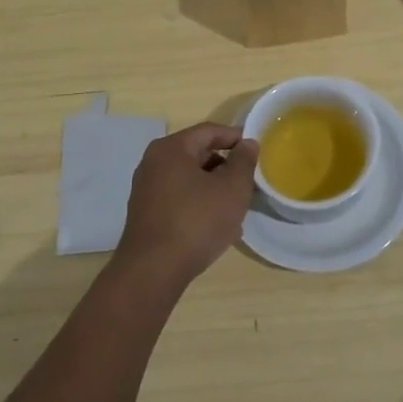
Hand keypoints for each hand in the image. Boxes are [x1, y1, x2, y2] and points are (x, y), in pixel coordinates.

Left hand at [114, 123, 259, 289]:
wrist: (153, 271)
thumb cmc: (196, 221)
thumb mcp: (232, 188)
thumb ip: (244, 162)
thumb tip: (247, 143)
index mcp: (171, 148)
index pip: (209, 131)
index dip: (235, 137)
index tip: (256, 150)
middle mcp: (153, 162)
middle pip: (197, 154)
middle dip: (225, 166)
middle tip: (248, 181)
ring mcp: (146, 189)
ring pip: (189, 179)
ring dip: (214, 188)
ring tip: (236, 207)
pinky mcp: (146, 214)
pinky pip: (179, 198)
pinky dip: (199, 204)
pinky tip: (216, 225)